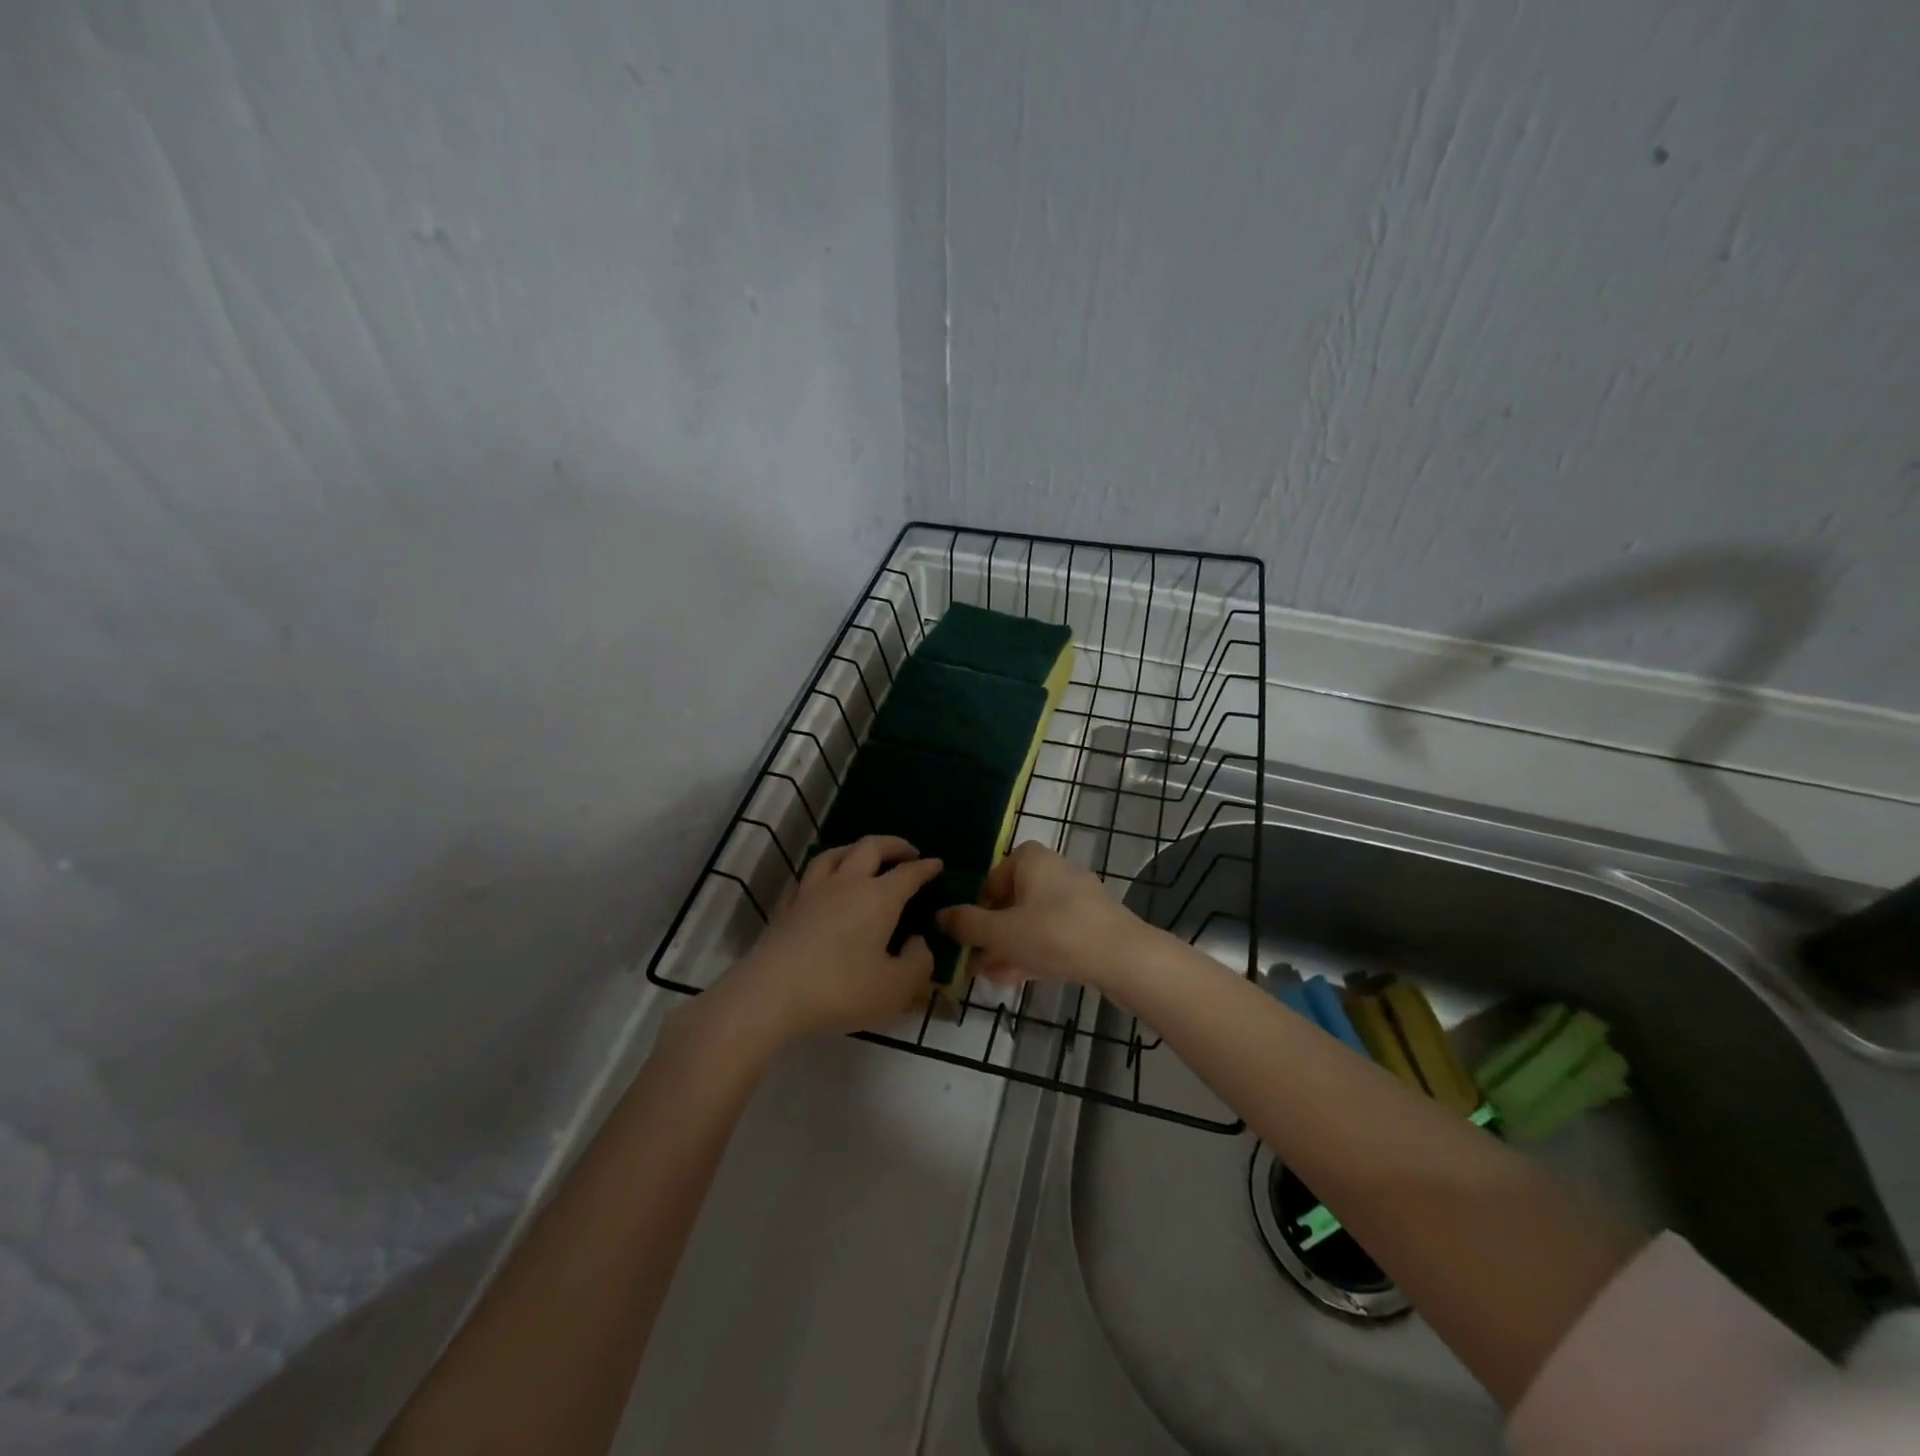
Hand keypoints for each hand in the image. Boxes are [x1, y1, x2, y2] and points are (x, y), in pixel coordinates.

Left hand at [718, 835, 943, 1043]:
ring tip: (865, 856)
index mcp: (879, 897)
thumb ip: (918, 963)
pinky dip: (826, 870)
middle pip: (871, 847)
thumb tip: (918, 942)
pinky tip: (825, 883)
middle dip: (894, 845)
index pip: (909, 873)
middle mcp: (847, 883)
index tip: (938, 865)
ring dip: (857, 849)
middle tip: (908, 853)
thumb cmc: (840, 990)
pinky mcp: (787, 906)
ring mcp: (812, 891)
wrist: (770, 995)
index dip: (926, 868)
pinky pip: (810, 875)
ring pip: (836, 853)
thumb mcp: (895, 988)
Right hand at [936, 841, 1145, 990]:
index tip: (967, 935)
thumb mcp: (1002, 932)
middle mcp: (1054, 870)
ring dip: (1010, 947)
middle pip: (1012, 901)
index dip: (977, 907)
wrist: (1122, 958)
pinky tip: (1018, 979)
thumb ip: (968, 924)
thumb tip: (940, 915)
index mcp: (1031, 859)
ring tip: (991, 977)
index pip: (993, 877)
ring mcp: (1077, 897)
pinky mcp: (1091, 923)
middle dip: (992, 934)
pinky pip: (1053, 934)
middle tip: (975, 961)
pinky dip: (1034, 951)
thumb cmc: (1055, 934)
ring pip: (1032, 921)